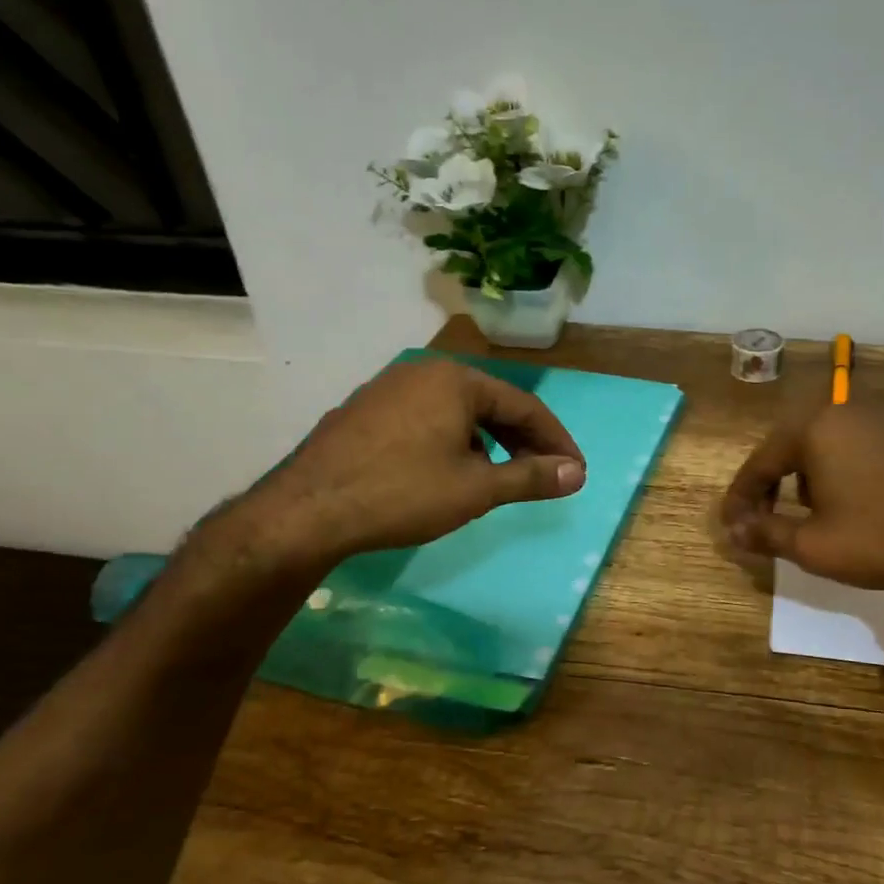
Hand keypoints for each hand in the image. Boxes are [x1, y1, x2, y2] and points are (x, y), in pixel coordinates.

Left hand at [229, 358, 585, 572]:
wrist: (307, 511)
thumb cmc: (402, 493)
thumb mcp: (476, 489)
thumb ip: (531, 478)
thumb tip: (576, 473)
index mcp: (456, 380)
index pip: (524, 406)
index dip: (555, 440)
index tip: (575, 470)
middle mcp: (423, 373)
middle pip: (490, 405)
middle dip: (522, 441)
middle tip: (544, 474)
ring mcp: (388, 389)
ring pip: (456, 413)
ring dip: (488, 442)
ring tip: (500, 477)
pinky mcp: (365, 411)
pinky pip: (425, 420)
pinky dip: (452, 442)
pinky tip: (449, 472)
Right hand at [721, 402, 883, 602]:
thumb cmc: (883, 538)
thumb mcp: (814, 545)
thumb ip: (765, 533)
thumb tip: (732, 532)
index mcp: (815, 427)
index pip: (760, 463)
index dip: (740, 499)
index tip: (730, 528)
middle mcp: (845, 408)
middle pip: (790, 446)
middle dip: (773, 484)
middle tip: (763, 519)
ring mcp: (882, 415)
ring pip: (823, 442)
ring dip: (806, 475)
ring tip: (808, 512)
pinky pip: (857, 443)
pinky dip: (840, 468)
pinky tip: (848, 498)